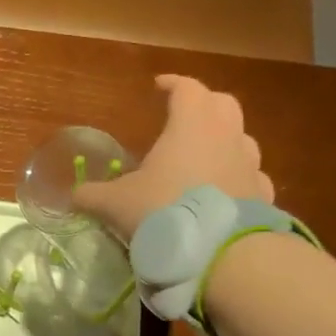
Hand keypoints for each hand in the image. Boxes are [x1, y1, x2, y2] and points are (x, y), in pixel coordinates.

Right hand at [72, 74, 273, 240]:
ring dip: (224, 141)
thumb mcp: (115, 203)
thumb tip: (73, 195)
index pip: (187, 89)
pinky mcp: (262, 195)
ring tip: (203, 157)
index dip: (172, 84)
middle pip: (222, 104)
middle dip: (203, 104)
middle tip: (184, 116)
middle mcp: (226, 136)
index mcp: (191, 125)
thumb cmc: (163, 210)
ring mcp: (250, 165)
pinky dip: (237, 178)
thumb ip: (92, 195)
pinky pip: (251, 177)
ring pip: (242, 138)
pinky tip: (224, 193)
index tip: (158, 86)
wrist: (219, 251)